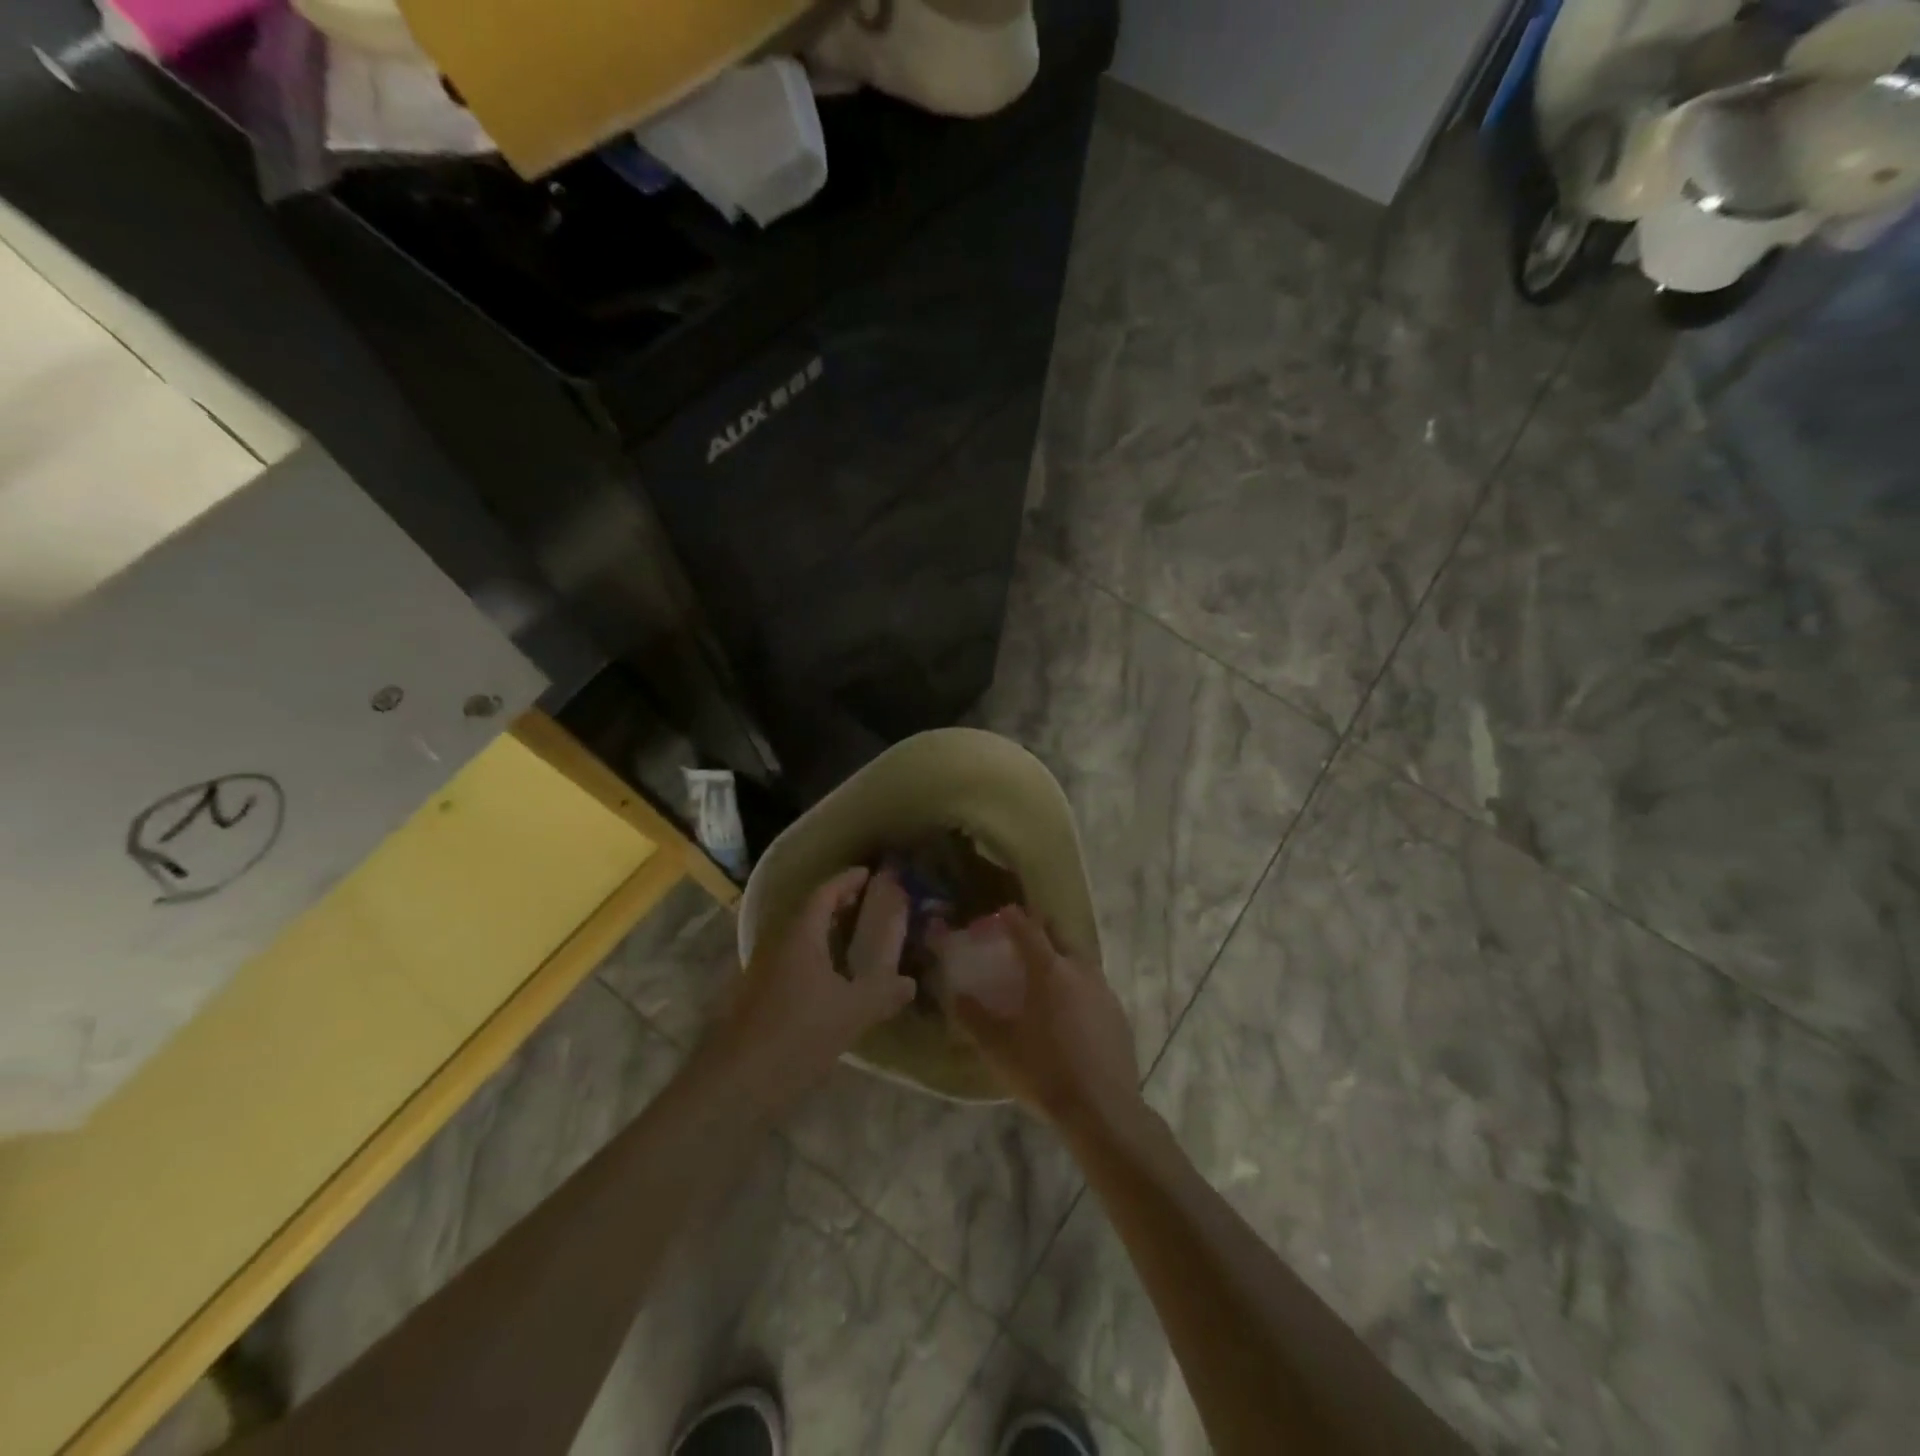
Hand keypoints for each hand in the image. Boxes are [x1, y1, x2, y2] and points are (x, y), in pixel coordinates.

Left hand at [709, 868, 915, 1111]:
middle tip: (867, 903)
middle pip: (809, 912)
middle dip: (837, 904)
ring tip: (855, 937)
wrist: (739, 1082)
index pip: (823, 894)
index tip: (868, 874)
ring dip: (825, 931)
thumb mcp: (852, 1013)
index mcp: (800, 937)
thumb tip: (910, 982)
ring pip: (799, 938)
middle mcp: (778, 945)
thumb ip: (883, 993)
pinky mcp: (759, 996)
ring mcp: (764, 970)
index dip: (846, 881)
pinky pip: (793, 961)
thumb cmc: (798, 1035)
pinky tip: (833, 979)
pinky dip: (816, 956)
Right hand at [934, 905, 1140, 1131]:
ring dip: (1061, 955)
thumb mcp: (998, 1047)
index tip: (1002, 912)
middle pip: (1059, 935)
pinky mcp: (1118, 1013)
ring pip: (1080, 958)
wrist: (1102, 1109)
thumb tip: (956, 996)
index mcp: (1048, 970)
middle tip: (1022, 936)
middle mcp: (1079, 969)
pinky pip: (1094, 985)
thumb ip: (974, 1017)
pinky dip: (1078, 983)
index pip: (1028, 929)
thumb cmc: (1043, 1072)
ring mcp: (1104, 990)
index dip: (1013, 918)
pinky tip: (1070, 1007)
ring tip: (1045, 971)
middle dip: (1040, 929)